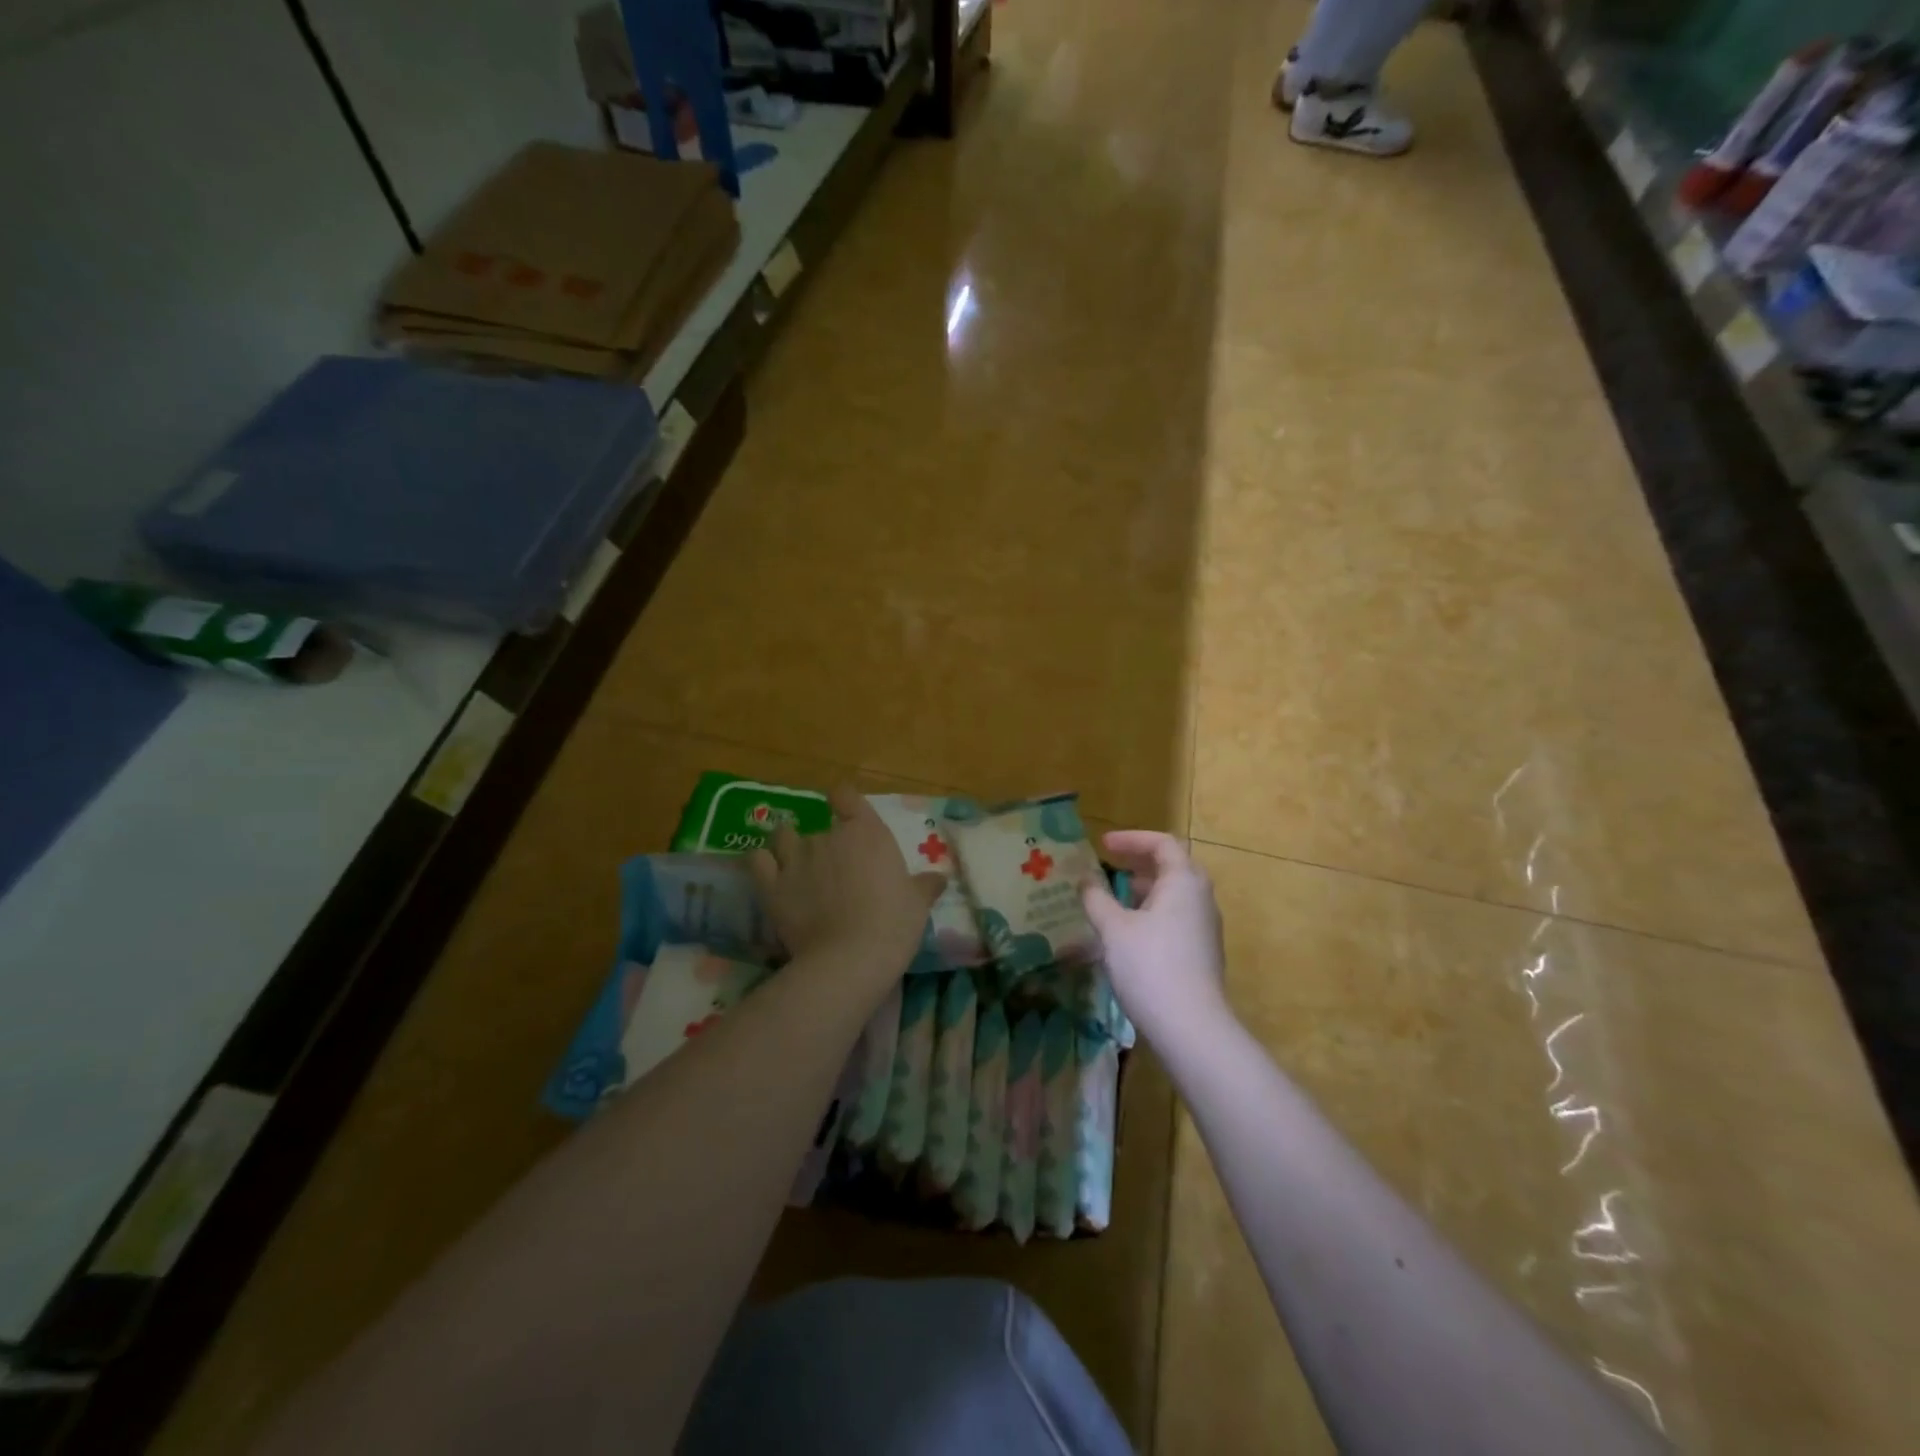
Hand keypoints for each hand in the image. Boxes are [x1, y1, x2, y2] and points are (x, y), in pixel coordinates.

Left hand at [748, 785, 943, 983]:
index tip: (845, 812)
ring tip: (796, 864)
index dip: (843, 801)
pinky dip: (761, 861)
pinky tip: (768, 871)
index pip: (846, 796)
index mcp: (866, 832)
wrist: (850, 958)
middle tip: (833, 868)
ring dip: (788, 844)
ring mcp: (796, 859)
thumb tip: (939, 879)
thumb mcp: (917, 904)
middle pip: (819, 824)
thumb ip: (924, 886)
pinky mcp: (771, 885)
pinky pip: (757, 860)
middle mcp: (828, 836)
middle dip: (824, 842)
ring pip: (783, 835)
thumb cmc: (893, 924)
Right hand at [1082, 831, 1228, 1042]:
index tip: (1102, 845)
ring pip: (1173, 895)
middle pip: (1171, 867)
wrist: (1191, 1028)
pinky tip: (1126, 933)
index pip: (1162, 843)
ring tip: (1111, 899)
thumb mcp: (1114, 929)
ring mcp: (1204, 928)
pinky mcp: (1201, 953)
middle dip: (1138, 863)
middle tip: (1108, 865)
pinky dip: (1150, 913)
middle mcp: (1200, 898)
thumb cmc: (1150, 966)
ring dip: (1142, 890)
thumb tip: (1085, 880)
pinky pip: (1174, 919)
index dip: (1131, 839)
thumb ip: (1096, 899)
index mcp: (1184, 881)